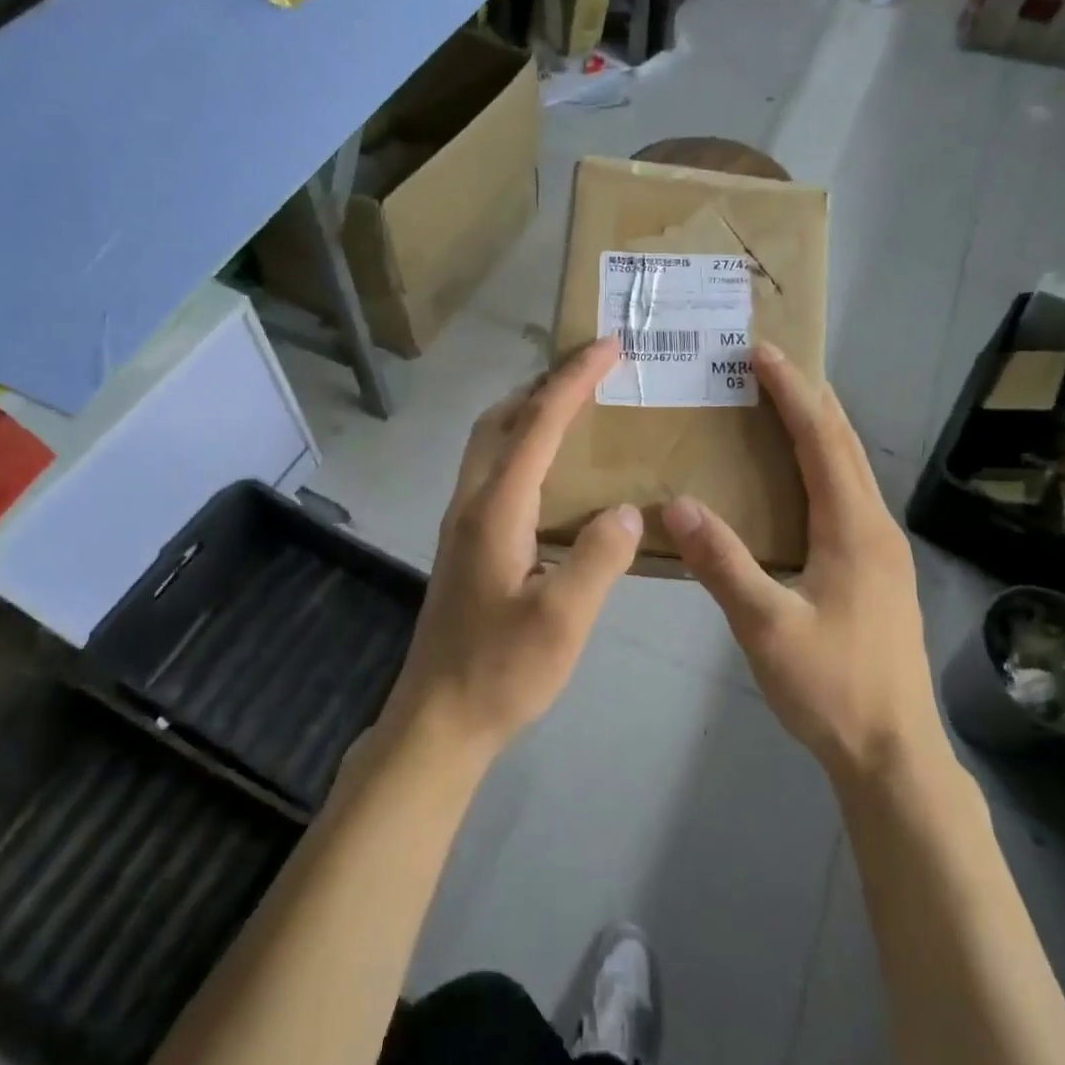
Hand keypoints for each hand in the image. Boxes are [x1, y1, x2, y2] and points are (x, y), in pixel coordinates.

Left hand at [384, 336, 641, 760]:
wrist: (439, 718)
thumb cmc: (501, 671)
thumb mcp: (563, 620)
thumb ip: (599, 558)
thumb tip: (625, 509)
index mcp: (495, 509)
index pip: (539, 425)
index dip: (575, 381)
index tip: (609, 346)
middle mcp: (471, 502)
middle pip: (502, 419)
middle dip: (546, 382)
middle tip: (591, 368)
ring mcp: (461, 522)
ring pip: (490, 442)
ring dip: (529, 410)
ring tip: (575, 404)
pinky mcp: (464, 542)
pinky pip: (492, 469)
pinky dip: (522, 443)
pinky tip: (550, 468)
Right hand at [663, 344, 939, 786]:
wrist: (893, 754)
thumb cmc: (832, 688)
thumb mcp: (768, 628)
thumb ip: (723, 563)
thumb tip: (677, 504)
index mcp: (854, 529)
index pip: (822, 440)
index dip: (792, 393)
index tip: (762, 353)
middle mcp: (876, 528)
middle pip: (844, 445)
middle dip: (808, 398)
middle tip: (768, 366)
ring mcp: (882, 551)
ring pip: (850, 471)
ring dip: (817, 430)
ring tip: (778, 407)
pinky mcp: (878, 573)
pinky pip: (847, 498)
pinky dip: (821, 466)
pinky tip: (796, 481)